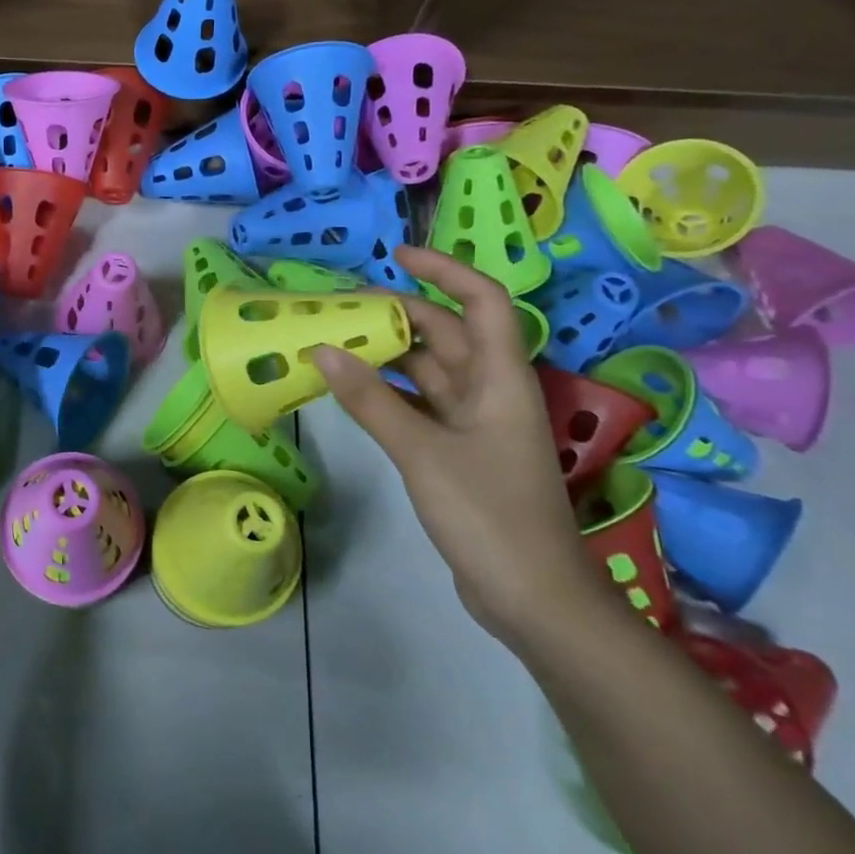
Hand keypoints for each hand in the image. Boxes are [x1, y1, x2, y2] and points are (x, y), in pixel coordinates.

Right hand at [309, 244, 612, 648]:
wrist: (532, 597)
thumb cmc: (488, 513)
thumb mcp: (421, 451)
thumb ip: (370, 399)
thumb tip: (322, 349)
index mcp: (500, 378)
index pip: (482, 302)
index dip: (445, 271)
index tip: (397, 256)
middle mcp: (491, 391)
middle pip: (446, 334)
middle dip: (398, 314)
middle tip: (341, 307)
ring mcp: (475, 424)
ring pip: (428, 372)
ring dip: (387, 355)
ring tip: (334, 342)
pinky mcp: (459, 452)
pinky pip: (419, 405)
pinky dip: (387, 394)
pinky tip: (350, 391)